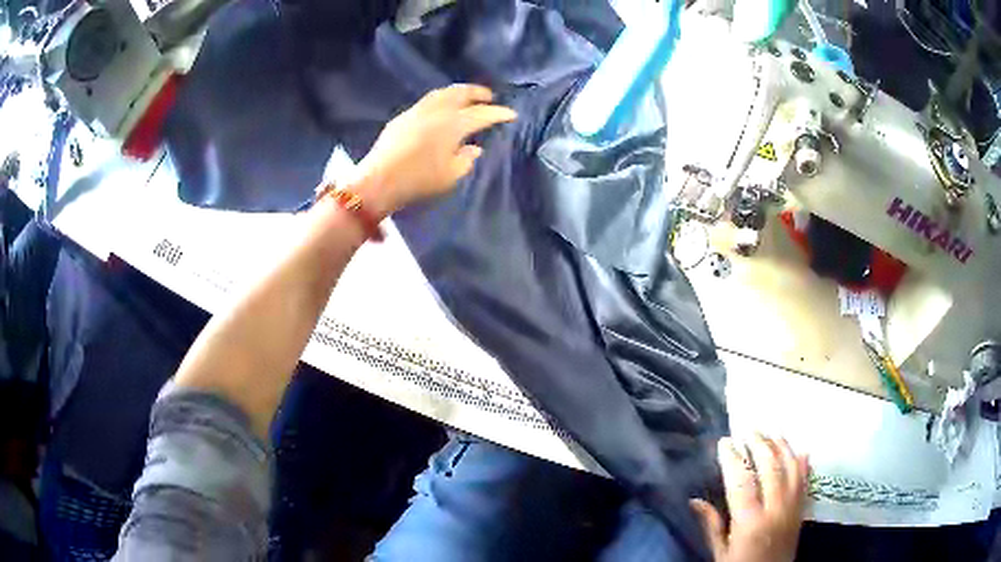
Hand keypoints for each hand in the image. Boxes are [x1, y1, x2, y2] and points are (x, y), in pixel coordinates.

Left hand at [352, 84, 516, 216]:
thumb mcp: (451, 176)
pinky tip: (441, 107)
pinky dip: (441, 99)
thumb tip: (474, 148)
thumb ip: (467, 159)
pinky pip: (428, 100)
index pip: (482, 114)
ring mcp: (418, 110)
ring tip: (466, 96)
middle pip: (462, 93)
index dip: (499, 113)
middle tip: (489, 96)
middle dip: (478, 93)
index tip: (512, 114)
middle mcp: (437, 110)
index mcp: (454, 124)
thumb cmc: (419, 181)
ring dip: (458, 92)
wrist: (378, 181)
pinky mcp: (403, 116)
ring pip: (443, 93)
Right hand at [690, 435, 808, 561]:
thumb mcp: (720, 553)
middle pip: (771, 468)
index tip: (725, 442)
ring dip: (782, 447)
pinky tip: (800, 450)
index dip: (733, 458)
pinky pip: (806, 480)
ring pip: (792, 468)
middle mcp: (775, 510)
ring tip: (772, 432)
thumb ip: (711, 525)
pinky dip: (803, 463)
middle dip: (760, 444)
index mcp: (750, 522)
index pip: (742, 482)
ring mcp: (792, 508)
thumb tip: (694, 501)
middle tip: (749, 430)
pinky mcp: (802, 510)